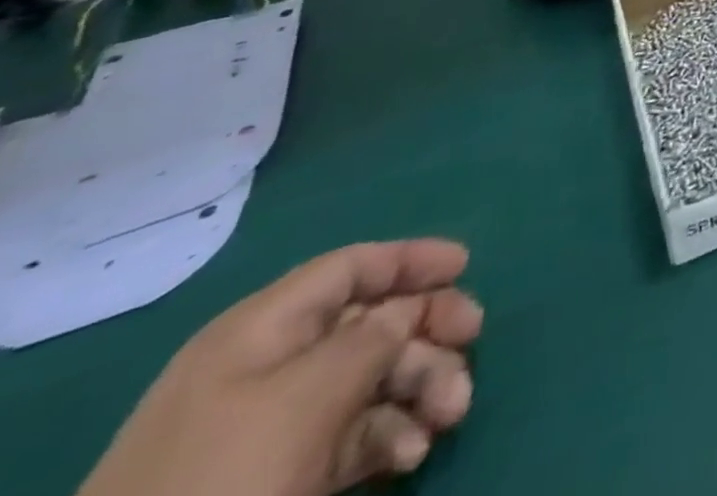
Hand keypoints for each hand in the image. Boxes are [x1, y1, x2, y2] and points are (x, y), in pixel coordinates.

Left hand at [79, 240, 481, 495]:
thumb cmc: (226, 473)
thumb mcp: (309, 394)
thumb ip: (373, 337)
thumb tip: (407, 311)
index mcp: (263, 330)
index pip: (351, 268)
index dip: (411, 259)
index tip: (468, 265)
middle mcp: (269, 366)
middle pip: (370, 323)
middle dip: (428, 331)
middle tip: (473, 342)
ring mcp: (271, 427)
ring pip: (370, 380)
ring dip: (421, 387)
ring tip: (451, 414)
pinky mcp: (277, 477)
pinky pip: (351, 434)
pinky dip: (390, 435)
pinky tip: (411, 456)